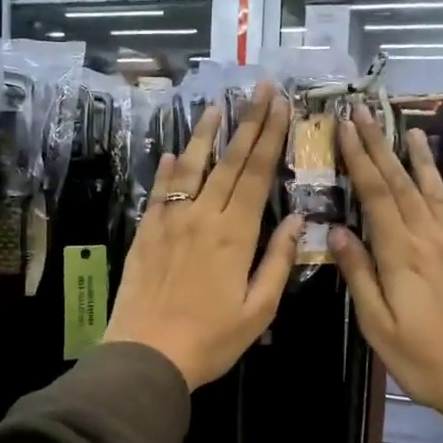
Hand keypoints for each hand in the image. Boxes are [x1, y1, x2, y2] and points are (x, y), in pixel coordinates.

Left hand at [103, 82, 301, 389]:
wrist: (146, 354)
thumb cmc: (210, 339)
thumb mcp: (258, 310)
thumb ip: (278, 261)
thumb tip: (297, 220)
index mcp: (235, 234)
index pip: (257, 174)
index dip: (270, 136)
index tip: (280, 105)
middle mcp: (203, 216)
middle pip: (229, 161)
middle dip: (248, 122)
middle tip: (259, 88)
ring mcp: (170, 220)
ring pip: (190, 167)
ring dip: (206, 134)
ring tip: (217, 105)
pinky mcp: (146, 232)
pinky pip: (159, 191)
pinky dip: (168, 169)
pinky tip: (173, 152)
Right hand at [329, 106, 442, 432]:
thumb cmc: (424, 359)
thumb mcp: (378, 325)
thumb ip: (359, 274)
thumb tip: (335, 230)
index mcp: (402, 253)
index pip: (376, 193)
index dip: (359, 157)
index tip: (345, 126)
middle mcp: (431, 238)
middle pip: (402, 183)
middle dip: (381, 145)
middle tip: (365, 112)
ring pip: (434, 191)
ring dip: (420, 159)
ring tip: (410, 130)